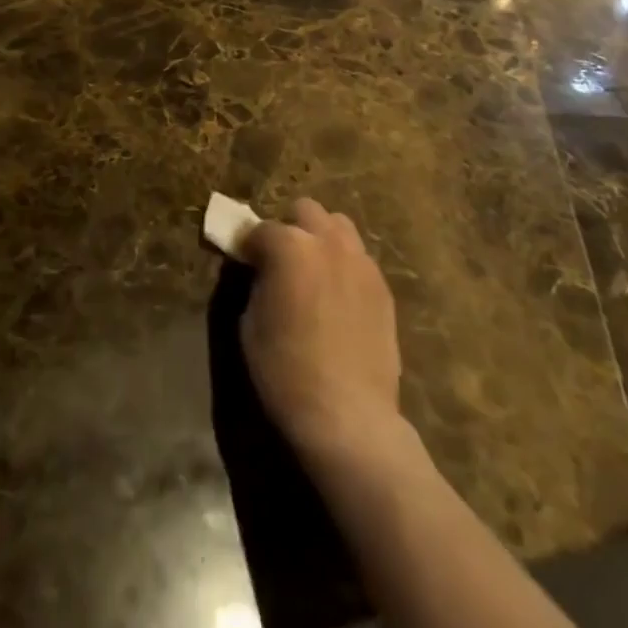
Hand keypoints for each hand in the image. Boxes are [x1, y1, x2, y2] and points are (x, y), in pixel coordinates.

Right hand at [239, 198, 405, 465]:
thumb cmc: (285, 370)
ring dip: (321, 239)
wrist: (347, 416)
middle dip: (290, 228)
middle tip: (281, 261)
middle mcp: (327, 242)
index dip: (249, 246)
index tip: (245, 263)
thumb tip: (261, 272)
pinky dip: (344, 266)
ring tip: (313, 272)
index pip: (260, 229)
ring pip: (339, 226)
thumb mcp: (249, 323)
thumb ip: (256, 283)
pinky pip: (359, 259)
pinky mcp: (383, 288)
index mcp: (289, 246)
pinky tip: (337, 298)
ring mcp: (361, 262)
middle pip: (305, 211)